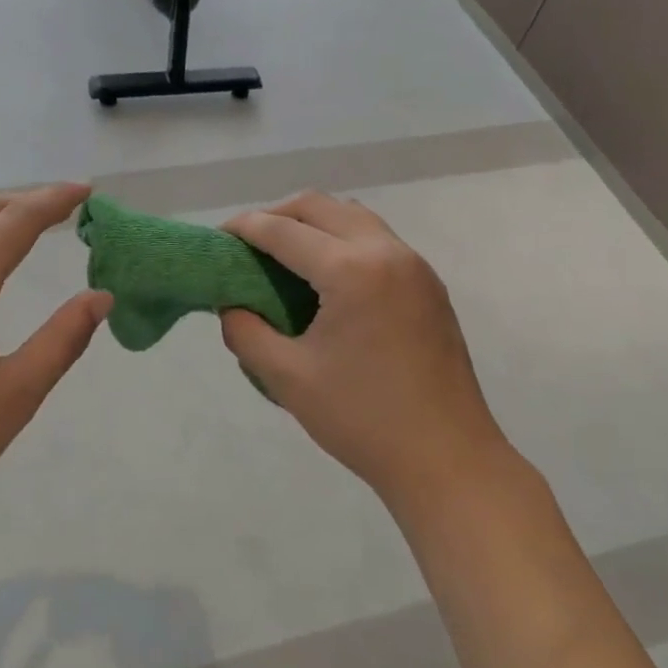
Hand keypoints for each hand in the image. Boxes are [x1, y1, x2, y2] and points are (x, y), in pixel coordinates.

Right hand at [221, 192, 508, 521]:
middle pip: (319, 206)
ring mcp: (413, 265)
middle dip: (277, 214)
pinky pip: (376, 237)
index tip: (218, 236)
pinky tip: (328, 275)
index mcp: (350, 270)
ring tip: (287, 253)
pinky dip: (343, 237)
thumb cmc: (363, 419)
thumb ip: (246, 333)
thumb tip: (232, 306)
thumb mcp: (287, 378)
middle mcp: (385, 252)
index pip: (283, 230)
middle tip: (249, 243)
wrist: (448, 461)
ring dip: (313, 221)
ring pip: (352, 215)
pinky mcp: (428, 283)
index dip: (245, 227)